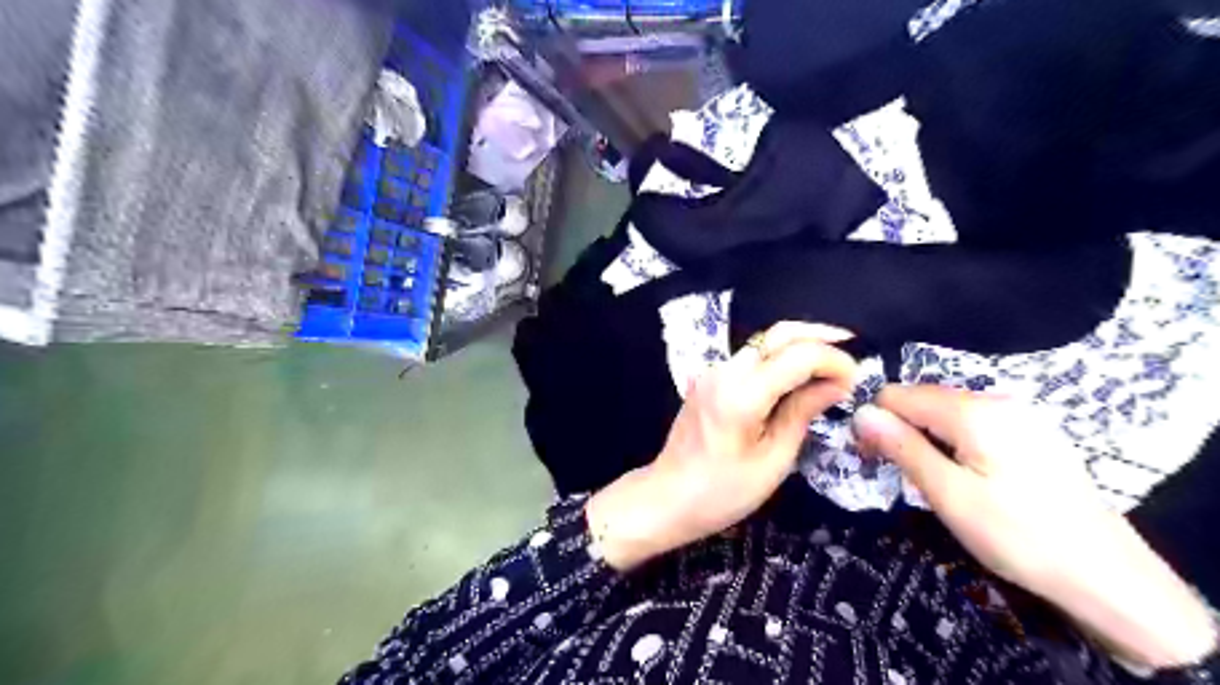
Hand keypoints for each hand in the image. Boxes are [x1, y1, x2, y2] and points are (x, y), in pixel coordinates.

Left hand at [584, 322, 855, 571]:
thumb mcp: (773, 460)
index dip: (833, 359)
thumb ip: (802, 413)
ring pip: (762, 343)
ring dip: (798, 345)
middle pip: (777, 335)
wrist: (667, 497)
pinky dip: (778, 359)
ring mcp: (712, 373)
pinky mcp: (708, 380)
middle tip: (851, 349)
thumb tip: (837, 384)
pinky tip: (798, 375)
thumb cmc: (722, 492)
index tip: (856, 378)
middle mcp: (724, 372)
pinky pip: (750, 359)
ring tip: (831, 363)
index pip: (797, 355)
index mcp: (741, 394)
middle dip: (818, 336)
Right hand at [851, 385, 1213, 668]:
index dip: (876, 421)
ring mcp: (1020, 415)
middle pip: (924, 399)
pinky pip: (975, 424)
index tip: (869, 456)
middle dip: (901, 428)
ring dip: (927, 437)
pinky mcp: (1033, 434)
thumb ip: (902, 447)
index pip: (898, 394)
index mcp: (974, 410)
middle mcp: (997, 400)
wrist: (1109, 577)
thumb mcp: (948, 494)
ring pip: (948, 412)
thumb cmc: (1018, 535)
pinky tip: (967, 475)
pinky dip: (955, 441)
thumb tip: (860, 412)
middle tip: (897, 472)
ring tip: (931, 478)